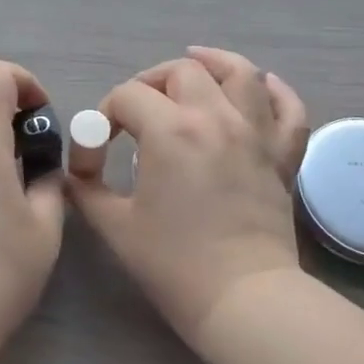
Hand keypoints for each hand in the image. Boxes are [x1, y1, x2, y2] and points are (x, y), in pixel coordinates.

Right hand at [67, 46, 308, 347]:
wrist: (243, 300)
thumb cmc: (174, 264)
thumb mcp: (115, 226)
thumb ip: (85, 190)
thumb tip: (73, 172)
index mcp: (171, 131)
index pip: (128, 96)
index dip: (104, 117)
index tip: (97, 151)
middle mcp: (216, 118)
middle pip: (182, 72)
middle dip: (151, 82)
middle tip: (138, 111)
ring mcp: (256, 133)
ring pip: (241, 74)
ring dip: (214, 64)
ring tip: (196, 65)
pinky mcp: (283, 156)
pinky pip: (289, 109)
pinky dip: (275, 91)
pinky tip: (261, 87)